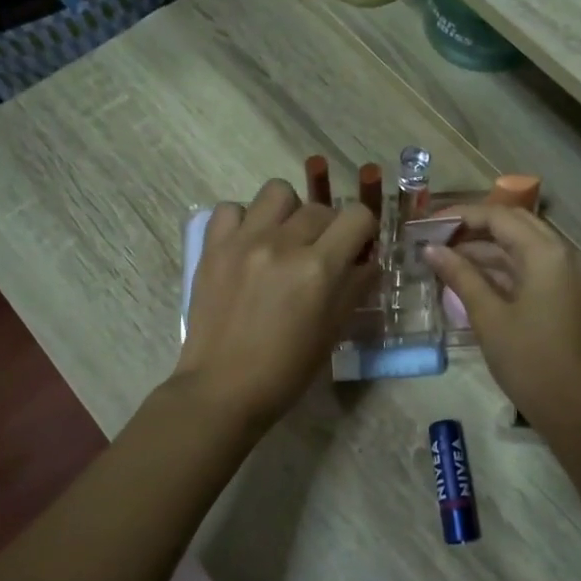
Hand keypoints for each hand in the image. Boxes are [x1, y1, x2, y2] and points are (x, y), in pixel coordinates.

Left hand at [174, 179, 377, 431]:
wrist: (223, 388)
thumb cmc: (287, 369)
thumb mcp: (334, 330)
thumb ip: (355, 286)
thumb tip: (367, 259)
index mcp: (319, 268)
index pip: (357, 215)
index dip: (364, 229)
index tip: (357, 246)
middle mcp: (283, 244)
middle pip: (319, 207)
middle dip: (329, 227)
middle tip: (319, 253)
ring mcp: (243, 241)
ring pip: (277, 192)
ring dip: (288, 211)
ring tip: (283, 238)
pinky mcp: (213, 247)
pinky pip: (231, 208)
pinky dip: (244, 219)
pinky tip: (248, 243)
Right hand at [423, 204, 580, 431]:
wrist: (572, 407)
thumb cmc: (527, 361)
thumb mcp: (488, 316)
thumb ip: (460, 276)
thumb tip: (430, 249)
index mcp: (546, 253)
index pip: (499, 216)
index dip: (461, 216)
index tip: (427, 225)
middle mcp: (564, 253)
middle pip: (514, 223)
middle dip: (474, 226)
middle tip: (436, 236)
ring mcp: (569, 272)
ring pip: (523, 244)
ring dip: (487, 246)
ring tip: (445, 255)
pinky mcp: (568, 291)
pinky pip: (532, 264)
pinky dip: (503, 265)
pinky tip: (471, 273)